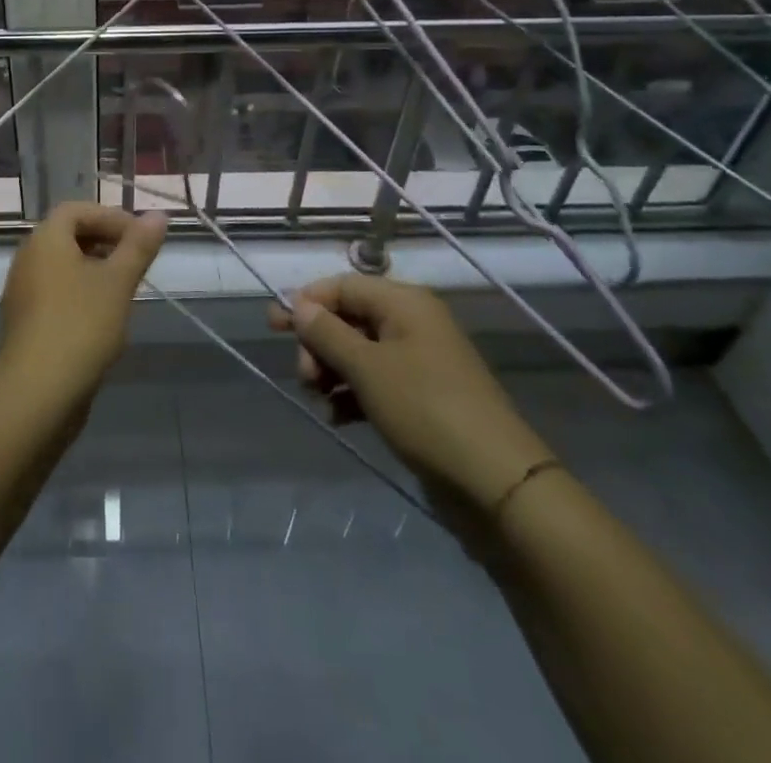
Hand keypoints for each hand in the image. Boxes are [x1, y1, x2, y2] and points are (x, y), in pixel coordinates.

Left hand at [0, 202, 167, 405]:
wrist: (38, 391)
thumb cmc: (81, 324)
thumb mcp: (118, 281)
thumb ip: (139, 246)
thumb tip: (159, 215)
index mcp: (45, 240)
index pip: (77, 210)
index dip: (110, 217)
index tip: (140, 237)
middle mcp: (28, 258)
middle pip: (68, 236)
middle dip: (105, 242)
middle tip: (137, 261)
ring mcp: (23, 292)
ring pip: (63, 267)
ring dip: (95, 270)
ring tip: (126, 290)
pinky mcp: (26, 321)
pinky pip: (56, 292)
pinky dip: (81, 293)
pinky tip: (105, 319)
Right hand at [269, 275, 553, 510]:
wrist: (496, 483)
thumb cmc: (426, 410)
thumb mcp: (368, 368)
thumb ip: (327, 333)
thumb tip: (299, 305)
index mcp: (405, 303)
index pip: (343, 285)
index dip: (307, 301)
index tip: (274, 326)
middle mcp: (412, 324)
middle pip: (348, 318)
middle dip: (318, 343)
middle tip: (304, 376)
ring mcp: (418, 362)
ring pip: (358, 352)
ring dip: (331, 371)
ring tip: (319, 400)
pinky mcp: (421, 397)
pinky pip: (375, 382)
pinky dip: (352, 394)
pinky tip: (337, 417)